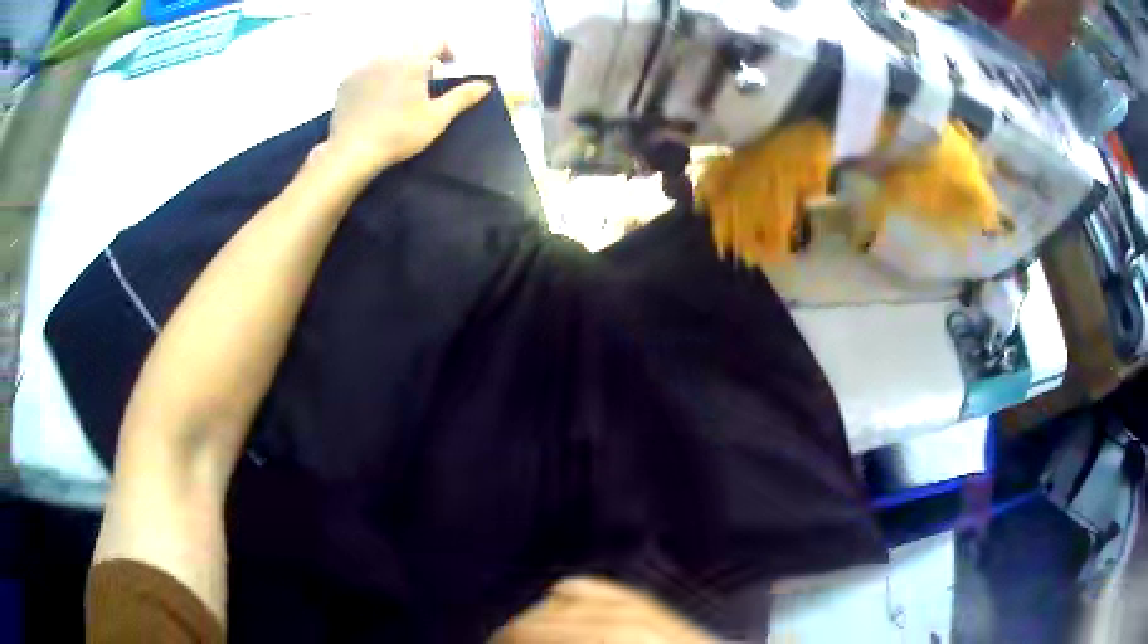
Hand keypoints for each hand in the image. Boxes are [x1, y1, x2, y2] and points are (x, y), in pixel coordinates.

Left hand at [323, 43, 490, 179]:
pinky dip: (377, 75)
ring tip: (402, 88)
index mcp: (412, 60)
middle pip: (411, 45)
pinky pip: (367, 68)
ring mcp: (363, 67)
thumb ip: (461, 97)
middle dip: (423, 56)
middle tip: (428, 79)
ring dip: (400, 64)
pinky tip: (377, 97)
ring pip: (388, 55)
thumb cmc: (399, 134)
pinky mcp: (346, 81)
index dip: (447, 50)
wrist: (352, 151)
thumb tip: (485, 85)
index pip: (435, 40)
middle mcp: (387, 55)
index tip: (450, 67)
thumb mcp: (437, 117)